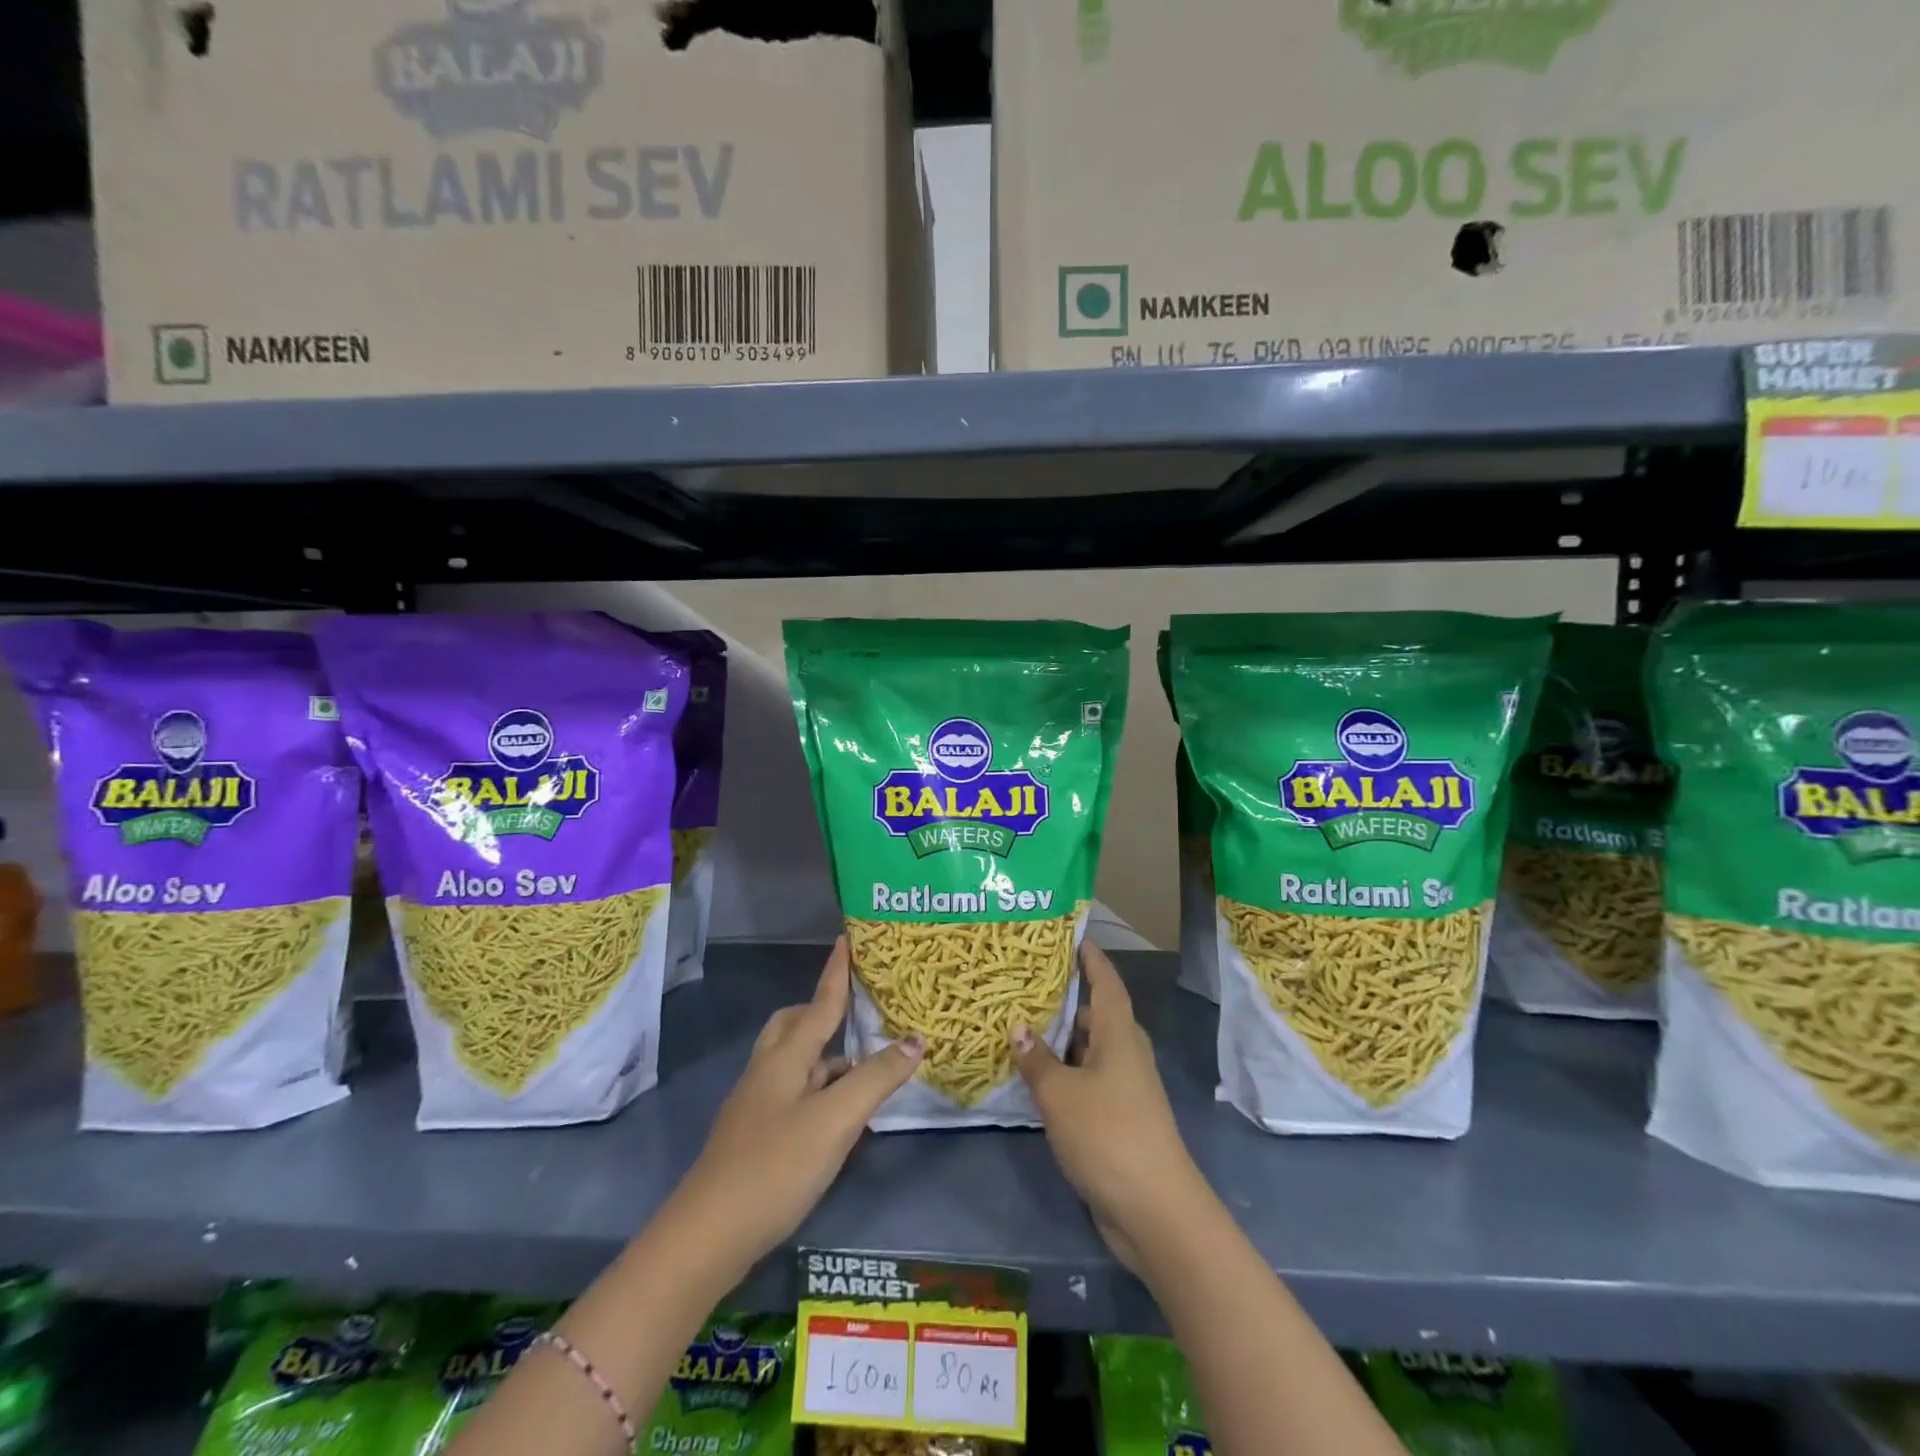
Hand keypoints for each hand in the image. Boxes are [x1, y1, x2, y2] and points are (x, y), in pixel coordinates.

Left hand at [672, 939, 922, 1273]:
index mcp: (785, 1057)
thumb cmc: (774, 1167)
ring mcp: (757, 1105)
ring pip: (794, 1062)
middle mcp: (768, 1071)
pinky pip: (792, 1092)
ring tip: (865, 1065)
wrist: (706, 1238)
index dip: (836, 972)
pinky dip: (818, 1088)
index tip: (847, 938)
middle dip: (823, 1011)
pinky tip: (839, 1115)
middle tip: (857, 1011)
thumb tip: (914, 1039)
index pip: (820, 1003)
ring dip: (826, 1055)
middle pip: (794, 1025)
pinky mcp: (755, 1137)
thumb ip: (876, 1078)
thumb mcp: (835, 1121)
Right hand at [1011, 943, 1208, 1272]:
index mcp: (1119, 1035)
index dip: (1091, 958)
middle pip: (1097, 1015)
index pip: (1106, 982)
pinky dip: (1066, 1073)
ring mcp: (1126, 1088)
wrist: (1155, 1210)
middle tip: (1028, 984)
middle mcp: (1126, 1053)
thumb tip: (1018, 1027)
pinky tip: (1037, 1079)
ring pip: (1091, 1050)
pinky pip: (1089, 1079)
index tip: (1072, 935)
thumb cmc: (1108, 1135)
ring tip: (1022, 1027)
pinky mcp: (1120, 1118)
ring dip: (1062, 1040)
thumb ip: (1037, 1059)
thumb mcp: (1060, 1094)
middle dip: (1067, 999)